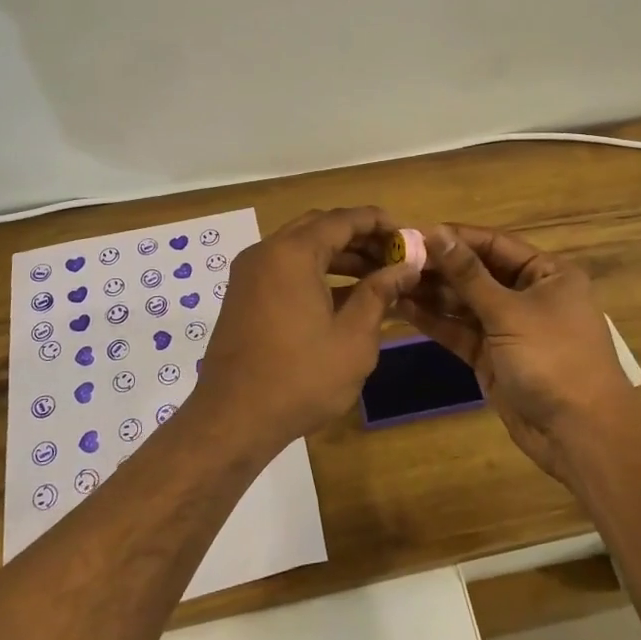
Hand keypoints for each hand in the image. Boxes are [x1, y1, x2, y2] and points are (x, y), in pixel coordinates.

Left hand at [195, 207, 422, 450]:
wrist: (233, 419)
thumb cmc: (300, 378)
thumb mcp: (353, 338)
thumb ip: (380, 293)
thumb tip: (406, 267)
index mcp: (292, 253)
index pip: (342, 220)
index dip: (377, 222)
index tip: (406, 234)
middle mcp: (266, 252)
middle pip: (319, 227)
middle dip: (358, 237)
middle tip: (393, 255)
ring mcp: (249, 273)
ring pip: (301, 248)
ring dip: (338, 255)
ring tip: (377, 275)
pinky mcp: (243, 295)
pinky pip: (285, 268)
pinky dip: (315, 272)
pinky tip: (344, 295)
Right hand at [397, 225, 637, 485]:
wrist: (580, 434)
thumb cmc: (553, 359)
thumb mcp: (509, 312)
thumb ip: (468, 275)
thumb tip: (437, 233)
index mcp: (547, 274)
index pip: (494, 245)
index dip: (455, 238)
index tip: (414, 232)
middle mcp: (528, 295)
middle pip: (477, 273)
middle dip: (439, 267)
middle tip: (394, 258)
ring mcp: (509, 327)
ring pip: (465, 303)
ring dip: (432, 293)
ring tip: (391, 280)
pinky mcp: (492, 356)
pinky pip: (460, 331)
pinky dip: (435, 321)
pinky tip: (403, 307)